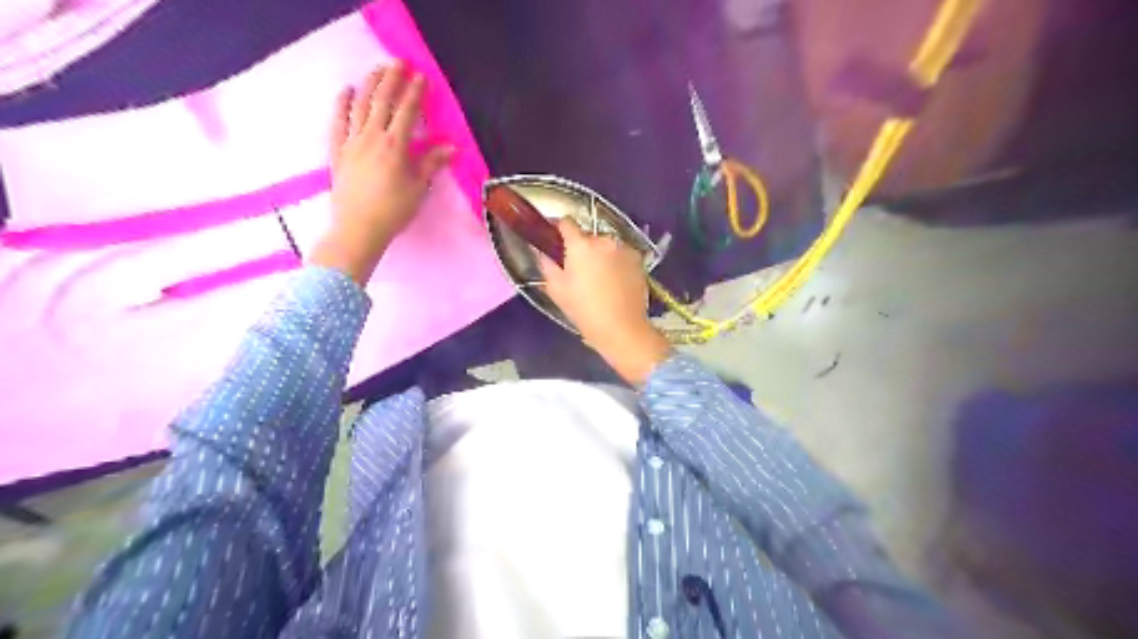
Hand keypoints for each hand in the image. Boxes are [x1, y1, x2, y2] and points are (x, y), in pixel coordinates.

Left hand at [308, 61, 457, 284]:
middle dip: (391, 79)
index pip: (406, 112)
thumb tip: (450, 147)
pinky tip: (346, 90)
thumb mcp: (418, 188)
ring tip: (377, 69)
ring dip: (369, 84)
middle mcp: (372, 137)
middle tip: (399, 62)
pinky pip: (338, 121)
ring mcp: (352, 142)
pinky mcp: (338, 151)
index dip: (414, 93)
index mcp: (395, 146)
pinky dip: (342, 104)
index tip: (421, 77)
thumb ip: (432, 164)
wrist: (358, 228)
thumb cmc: (393, 210)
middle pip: (382, 101)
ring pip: (360, 105)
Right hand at [540, 219, 668, 382]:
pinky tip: (614, 282)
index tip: (553, 237)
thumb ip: (546, 264)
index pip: (566, 222)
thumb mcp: (556, 289)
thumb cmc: (584, 310)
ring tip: (598, 278)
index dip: (557, 228)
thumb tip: (542, 250)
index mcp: (581, 245)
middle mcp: (604, 240)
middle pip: (587, 236)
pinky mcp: (638, 259)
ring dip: (600, 255)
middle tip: (577, 269)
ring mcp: (624, 248)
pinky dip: (615, 262)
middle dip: (581, 248)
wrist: (622, 328)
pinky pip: (621, 254)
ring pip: (606, 245)